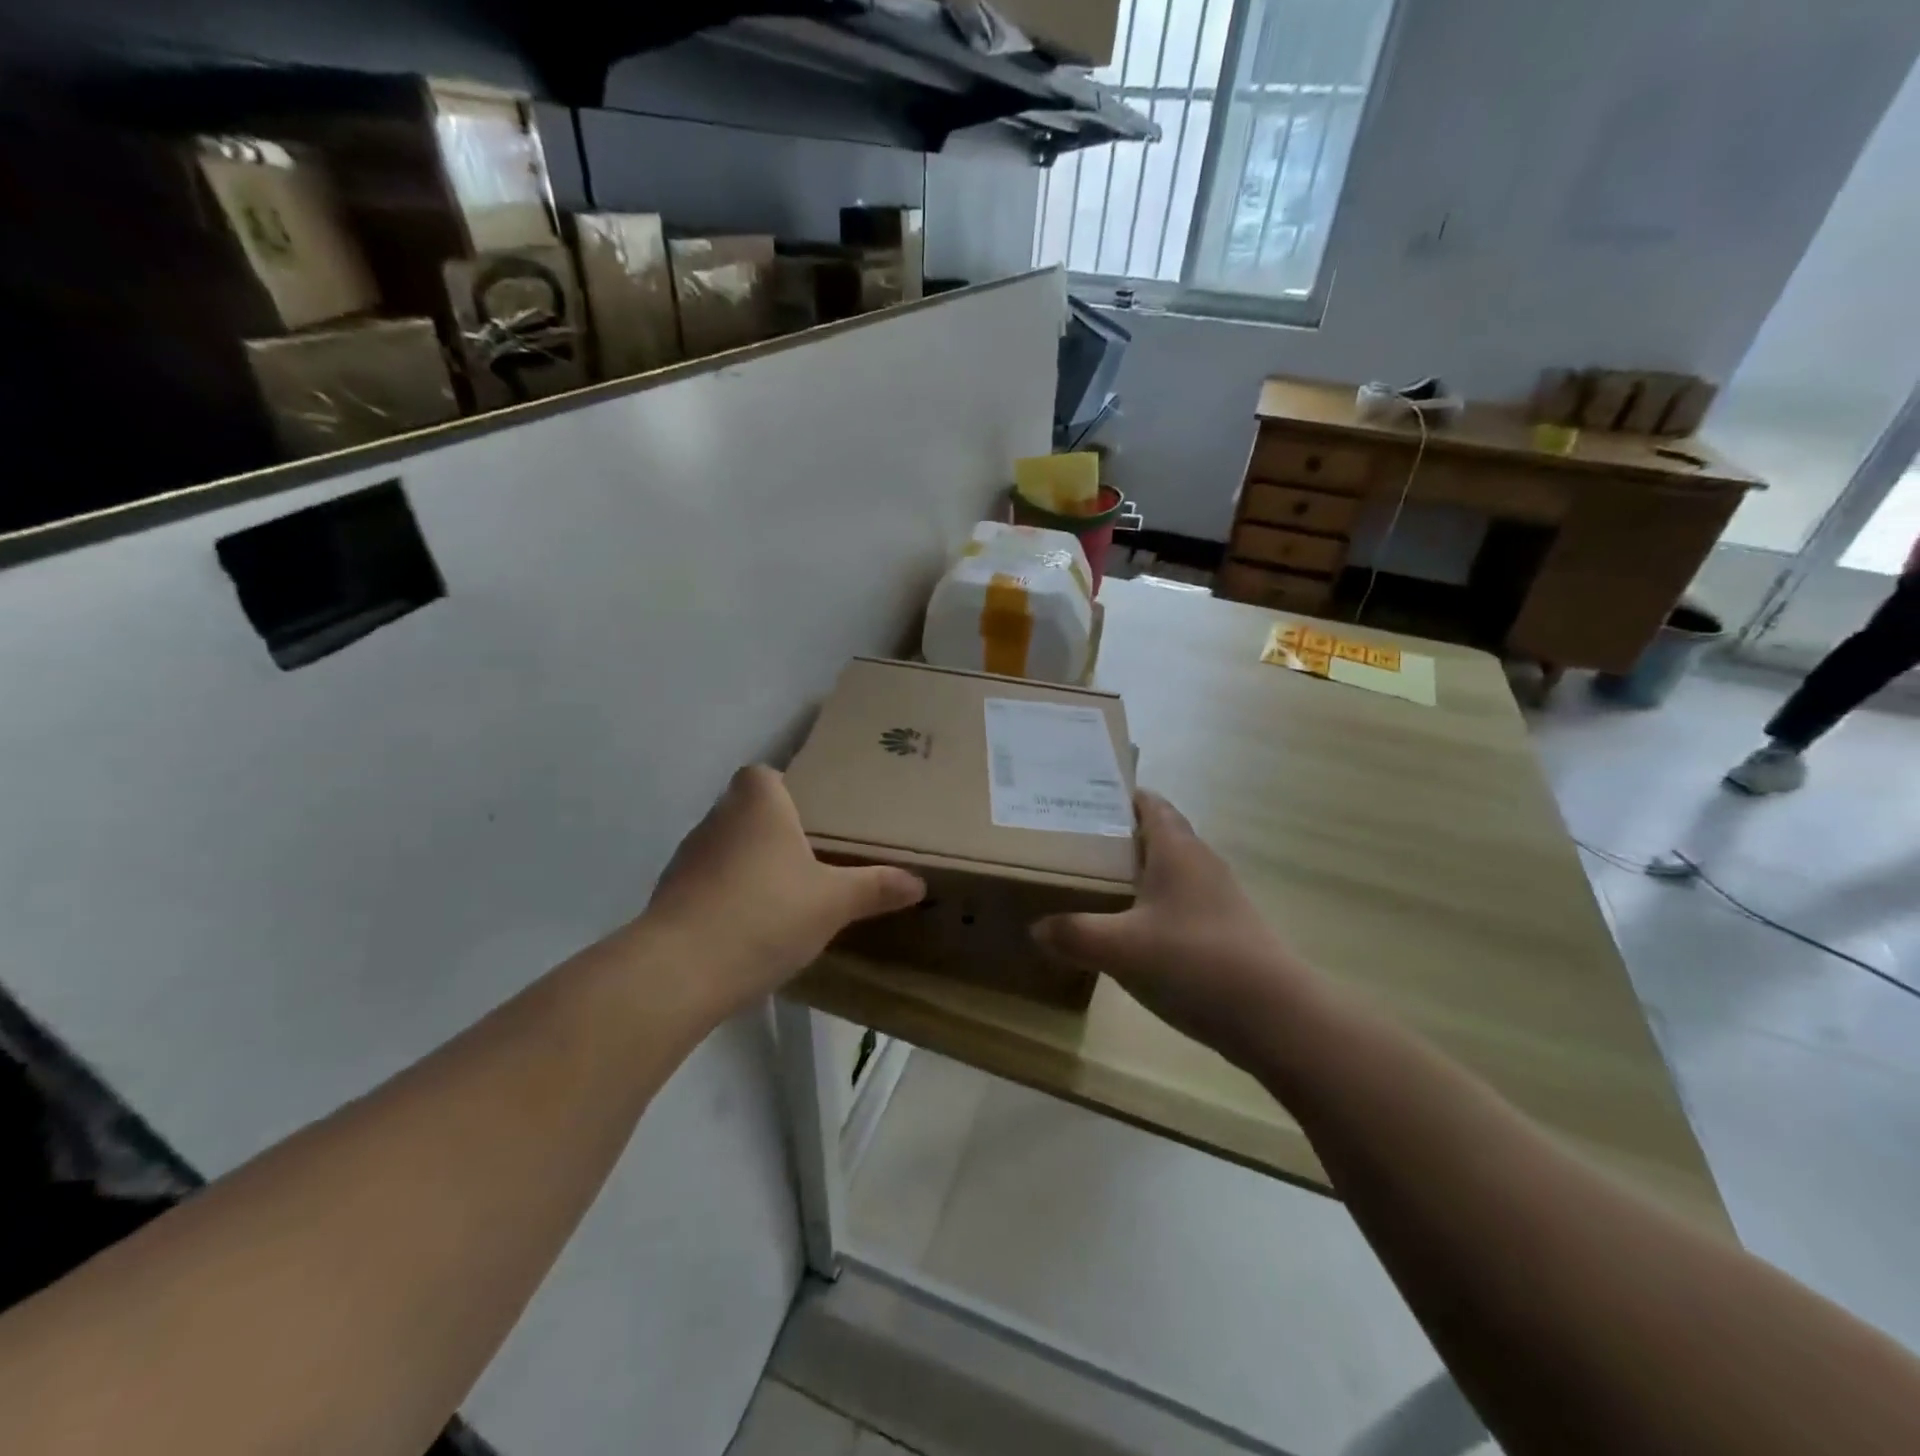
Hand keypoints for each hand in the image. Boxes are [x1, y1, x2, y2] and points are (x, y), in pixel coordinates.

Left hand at [643, 766, 924, 1009]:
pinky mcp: (670, 896)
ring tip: (784, 894)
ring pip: (725, 847)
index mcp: (757, 803)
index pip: (764, 773)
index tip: (813, 816)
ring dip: (749, 864)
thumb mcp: (833, 902)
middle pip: (746, 809)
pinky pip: (708, 882)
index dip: (786, 788)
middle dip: (774, 829)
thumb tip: (918, 882)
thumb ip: (875, 887)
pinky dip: (727, 895)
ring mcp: (687, 857)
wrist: (680, 971)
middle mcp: (717, 819)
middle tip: (811, 857)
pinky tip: (752, 926)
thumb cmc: (766, 914)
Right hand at [1034, 791, 1314, 1067]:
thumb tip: (1037, 928)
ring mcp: (1217, 897)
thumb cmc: (1194, 962)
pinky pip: (1180, 903)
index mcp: (1177, 850)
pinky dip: (1153, 904)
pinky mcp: (1225, 929)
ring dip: (1137, 871)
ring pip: (1170, 870)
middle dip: (1119, 835)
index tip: (1082, 798)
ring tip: (1095, 884)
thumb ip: (1074, 934)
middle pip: (1158, 834)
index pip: (1150, 803)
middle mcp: (1200, 863)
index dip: (1120, 795)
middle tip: (1075, 844)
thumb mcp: (1120, 948)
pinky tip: (1131, 931)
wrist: (1274, 1016)